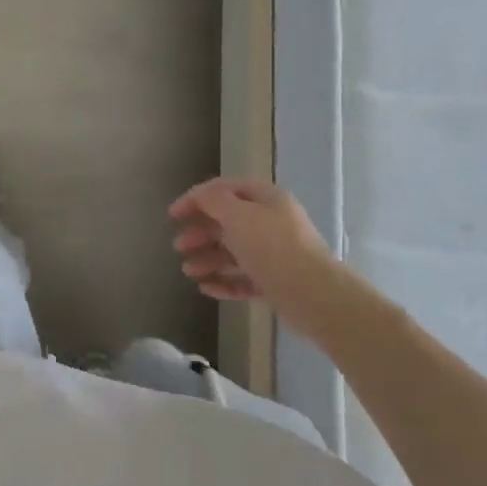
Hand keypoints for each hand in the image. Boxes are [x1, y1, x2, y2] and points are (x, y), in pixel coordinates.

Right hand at [169, 178, 347, 329]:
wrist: (313, 295)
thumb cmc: (272, 247)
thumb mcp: (237, 215)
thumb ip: (213, 200)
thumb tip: (200, 196)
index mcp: (266, 199)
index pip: (224, 190)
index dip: (196, 199)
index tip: (173, 215)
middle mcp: (271, 222)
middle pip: (227, 222)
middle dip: (200, 233)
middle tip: (178, 246)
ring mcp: (274, 254)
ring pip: (233, 252)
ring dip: (208, 259)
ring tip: (189, 271)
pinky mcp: (275, 282)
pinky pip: (243, 278)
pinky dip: (224, 281)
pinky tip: (206, 288)